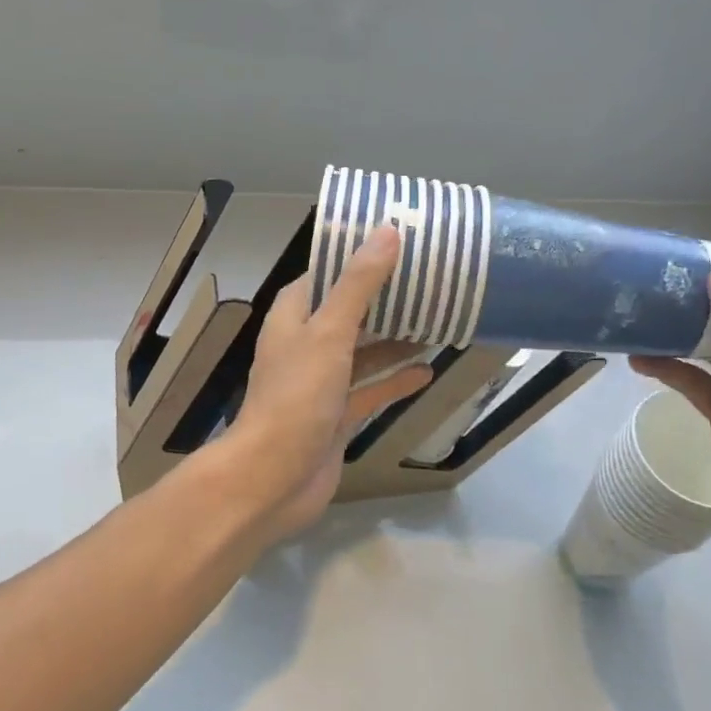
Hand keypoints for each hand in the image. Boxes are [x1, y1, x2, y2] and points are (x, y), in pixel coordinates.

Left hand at [222, 227, 433, 542]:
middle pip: (349, 312)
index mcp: (294, 316)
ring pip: (363, 352)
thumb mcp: (329, 332)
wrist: (274, 478)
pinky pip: (370, 389)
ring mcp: (321, 382)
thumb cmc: (297, 397)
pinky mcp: (336, 414)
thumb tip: (387, 232)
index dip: (357, 258)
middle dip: (384, 299)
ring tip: (437, 321)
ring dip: (394, 340)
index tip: (397, 243)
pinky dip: (395, 380)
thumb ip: (358, 285)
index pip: (326, 274)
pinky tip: (427, 371)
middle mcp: (305, 344)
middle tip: (429, 281)